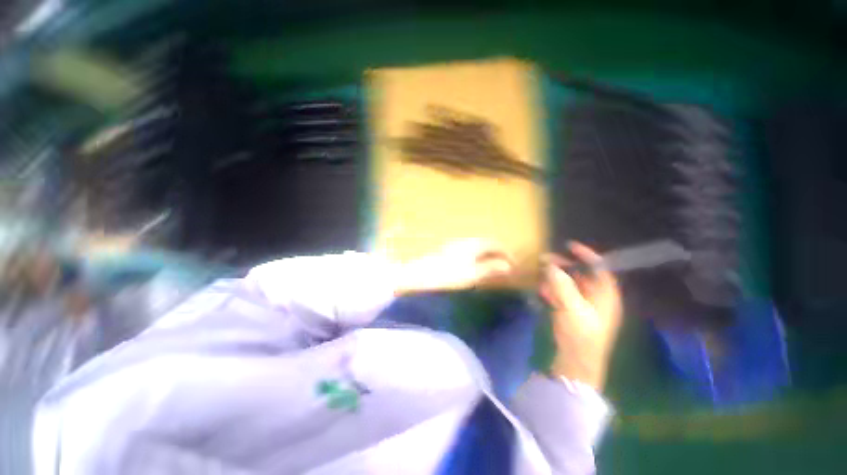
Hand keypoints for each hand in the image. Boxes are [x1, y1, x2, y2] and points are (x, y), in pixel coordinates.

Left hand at [393, 239, 514, 294]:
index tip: (514, 266)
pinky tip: (476, 264)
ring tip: (493, 266)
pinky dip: (478, 255)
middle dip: (499, 253)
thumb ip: (490, 268)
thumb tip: (508, 267)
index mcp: (475, 244)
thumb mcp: (472, 274)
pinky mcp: (450, 249)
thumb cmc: (448, 274)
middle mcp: (467, 240)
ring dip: (488, 254)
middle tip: (505, 266)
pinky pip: (470, 248)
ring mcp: (457, 243)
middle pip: (488, 243)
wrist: (421, 273)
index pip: (496, 245)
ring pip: (478, 245)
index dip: (507, 254)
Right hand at [540, 242, 621, 390]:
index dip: (587, 255)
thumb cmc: (580, 334)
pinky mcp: (573, 314)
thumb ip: (561, 285)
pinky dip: (553, 290)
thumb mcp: (571, 307)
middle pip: (582, 275)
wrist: (576, 362)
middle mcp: (597, 299)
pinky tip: (542, 291)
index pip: (600, 269)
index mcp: (606, 296)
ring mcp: (584, 307)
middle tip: (546, 259)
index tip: (569, 246)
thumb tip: (550, 266)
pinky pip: (563, 296)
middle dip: (565, 266)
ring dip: (556, 277)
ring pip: (571, 285)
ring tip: (541, 273)